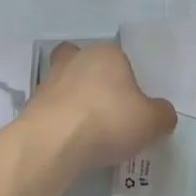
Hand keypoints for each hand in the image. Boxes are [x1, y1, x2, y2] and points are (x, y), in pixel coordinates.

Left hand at [22, 42, 176, 169]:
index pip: (120, 58)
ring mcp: (50, 79)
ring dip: (76, 103)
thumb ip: (162, 114)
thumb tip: (161, 113)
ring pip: (67, 85)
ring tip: (91, 132)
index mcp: (106, 53)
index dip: (127, 80)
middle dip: (96, 83)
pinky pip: (54, 108)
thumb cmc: (108, 120)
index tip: (133, 105)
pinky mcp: (33, 104)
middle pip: (88, 65)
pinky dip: (63, 121)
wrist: (53, 142)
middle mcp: (76, 58)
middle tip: (109, 111)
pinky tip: (73, 141)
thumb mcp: (152, 122)